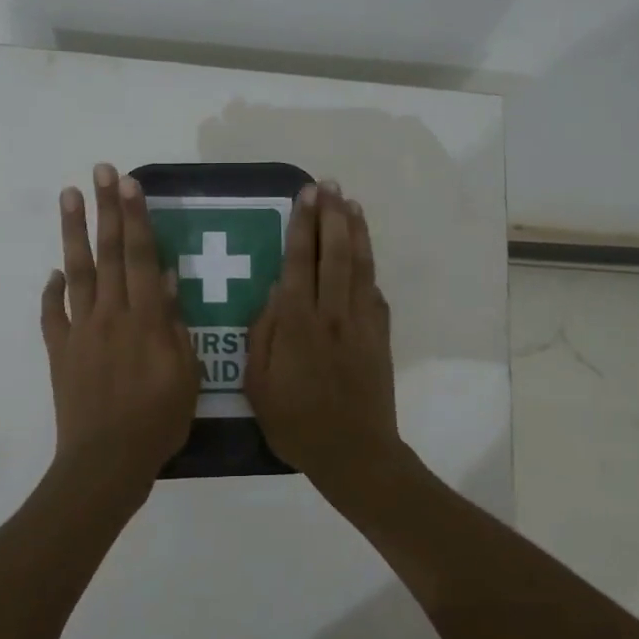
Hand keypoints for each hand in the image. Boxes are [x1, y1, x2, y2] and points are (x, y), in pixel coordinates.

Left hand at [40, 163, 199, 498]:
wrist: (106, 460)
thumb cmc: (158, 420)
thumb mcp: (186, 374)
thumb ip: (174, 323)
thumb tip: (166, 278)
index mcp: (145, 319)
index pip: (140, 256)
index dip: (136, 218)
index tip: (130, 184)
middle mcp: (110, 314)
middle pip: (108, 253)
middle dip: (107, 209)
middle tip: (102, 171)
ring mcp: (80, 330)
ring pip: (77, 272)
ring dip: (73, 232)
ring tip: (69, 196)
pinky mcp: (60, 351)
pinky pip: (53, 314)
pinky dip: (52, 291)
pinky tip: (53, 272)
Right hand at [245, 182, 414, 498]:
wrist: (354, 452)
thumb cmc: (296, 422)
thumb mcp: (258, 384)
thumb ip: (263, 334)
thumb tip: (273, 293)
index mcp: (299, 323)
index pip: (300, 262)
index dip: (302, 226)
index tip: (306, 196)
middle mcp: (332, 313)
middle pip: (334, 253)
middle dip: (331, 216)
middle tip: (329, 186)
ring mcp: (361, 323)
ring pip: (359, 266)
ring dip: (355, 232)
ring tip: (351, 203)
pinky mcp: (380, 336)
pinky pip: (375, 292)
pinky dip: (369, 267)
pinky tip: (365, 253)